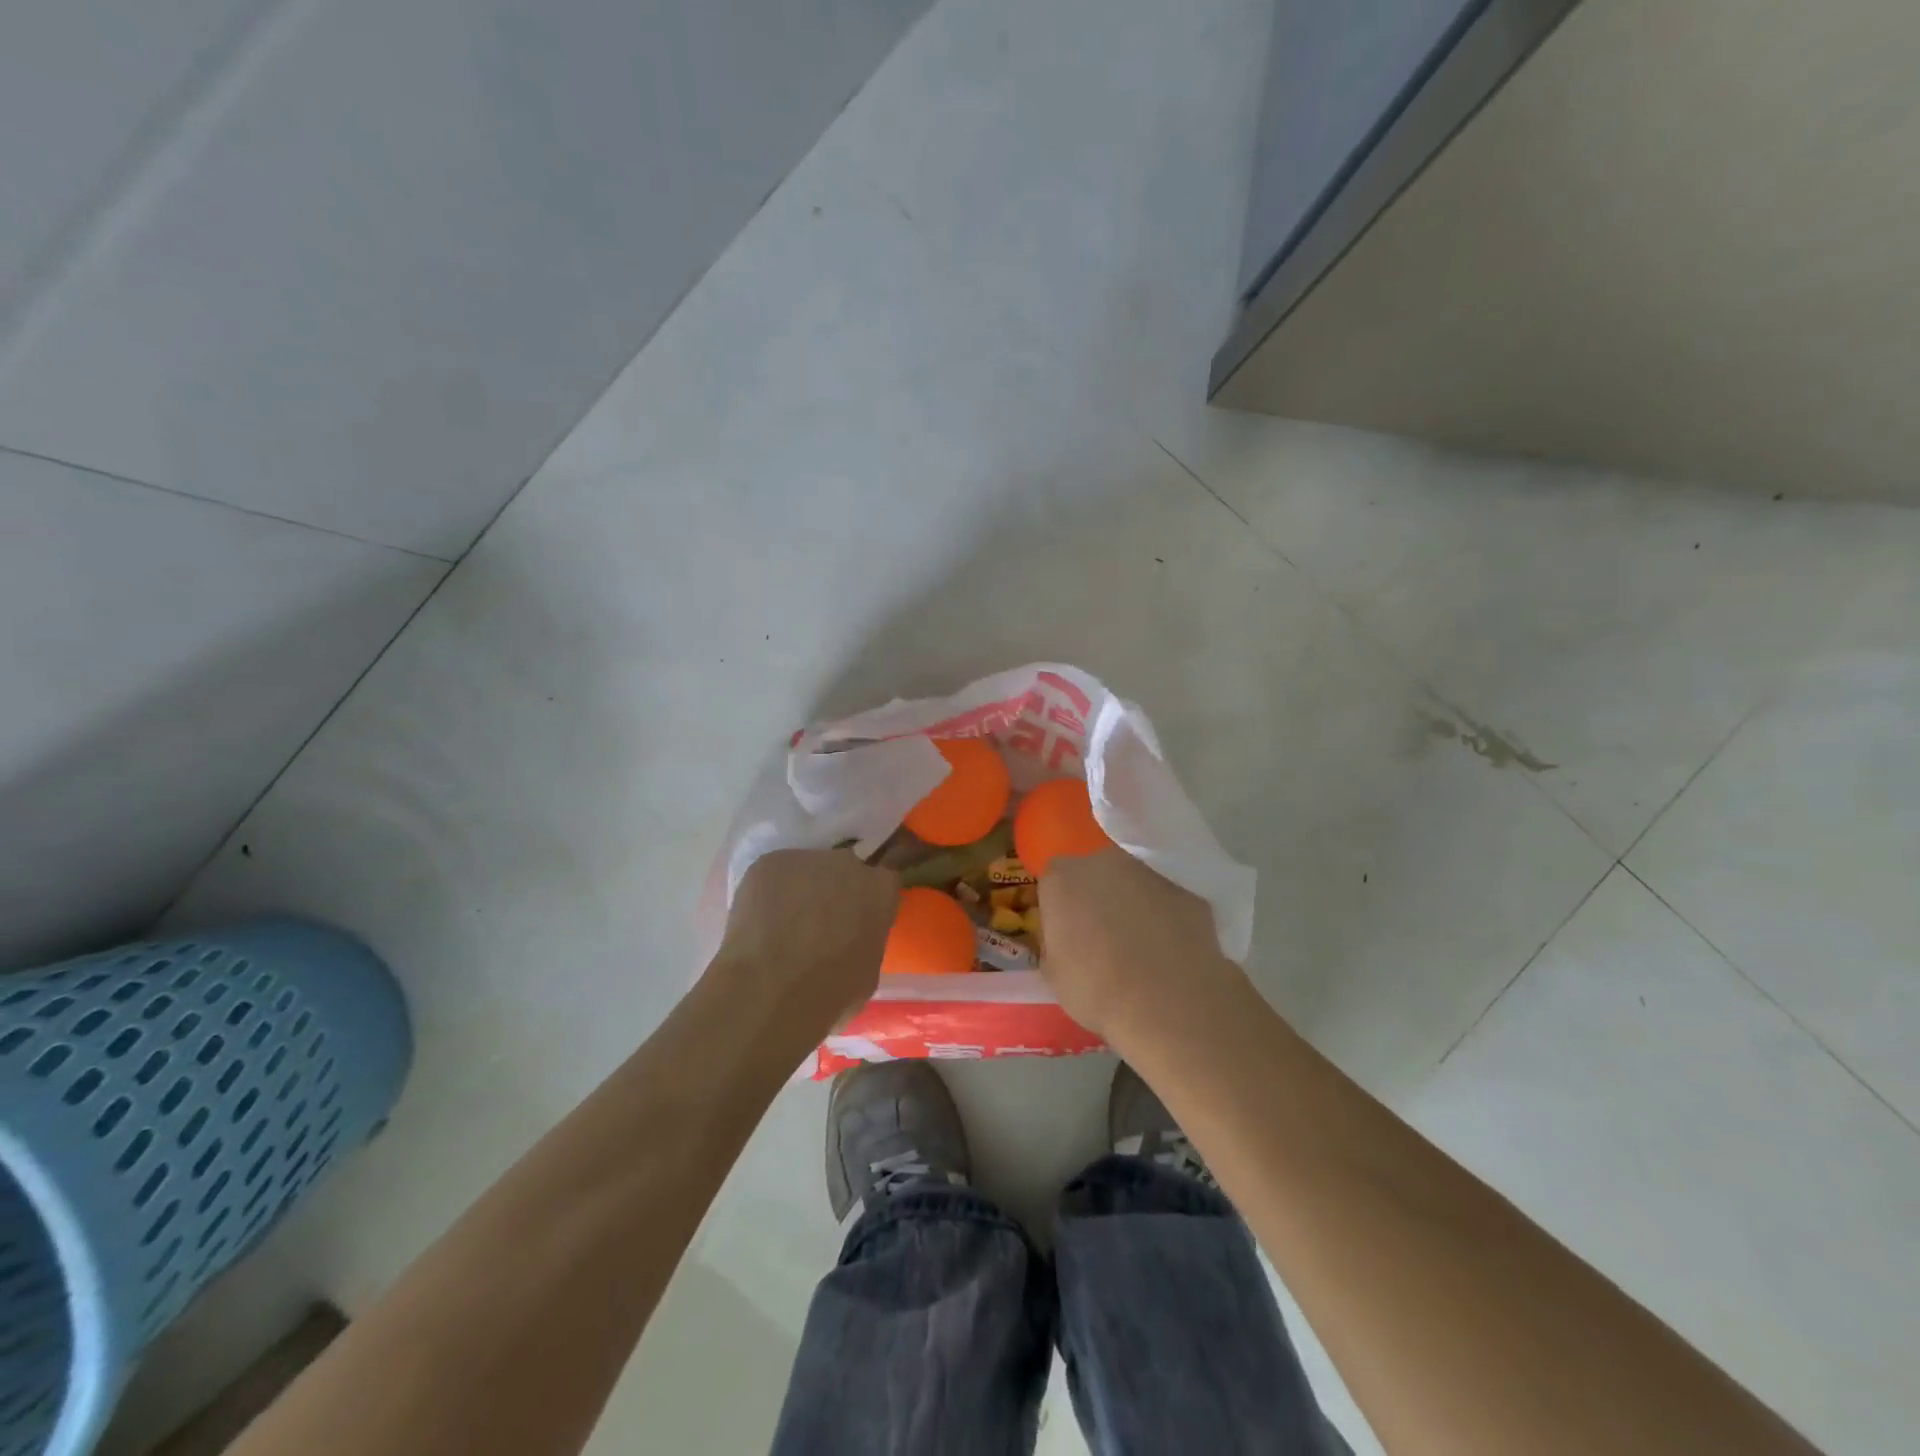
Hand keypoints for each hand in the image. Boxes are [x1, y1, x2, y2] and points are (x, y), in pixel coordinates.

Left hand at [713, 849, 899, 1030]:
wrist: (772, 989)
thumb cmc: (831, 992)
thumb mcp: (869, 970)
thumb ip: (866, 938)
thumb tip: (852, 937)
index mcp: (881, 889)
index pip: (883, 878)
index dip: (867, 897)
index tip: (856, 916)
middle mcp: (849, 863)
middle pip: (843, 869)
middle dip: (834, 891)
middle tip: (818, 924)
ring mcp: (807, 859)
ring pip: (806, 871)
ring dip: (800, 891)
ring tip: (782, 926)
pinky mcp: (770, 862)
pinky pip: (773, 875)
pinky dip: (768, 893)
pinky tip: (759, 922)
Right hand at [1039, 848, 1247, 1047]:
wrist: (1169, 1006)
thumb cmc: (1097, 990)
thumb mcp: (1053, 973)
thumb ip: (1054, 942)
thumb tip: (1065, 939)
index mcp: (1063, 878)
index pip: (1053, 881)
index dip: (1060, 908)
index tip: (1066, 936)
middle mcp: (1105, 863)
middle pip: (1094, 874)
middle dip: (1096, 899)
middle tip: (1101, 940)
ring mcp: (1149, 874)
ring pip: (1132, 885)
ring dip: (1131, 907)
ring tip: (1140, 951)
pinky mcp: (1186, 893)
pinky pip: (1165, 904)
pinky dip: (1164, 921)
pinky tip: (1168, 955)